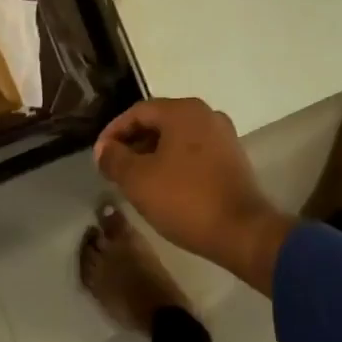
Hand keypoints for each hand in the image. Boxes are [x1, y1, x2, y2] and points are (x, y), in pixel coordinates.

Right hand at [94, 99, 293, 293]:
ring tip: (135, 180)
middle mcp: (206, 114)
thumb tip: (104, 149)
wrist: (242, 231)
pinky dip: (174, 163)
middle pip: (159, 121)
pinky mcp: (232, 157)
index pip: (138, 112)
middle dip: (133, 143)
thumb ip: (115, 159)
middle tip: (115, 169)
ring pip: (177, 137)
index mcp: (183, 110)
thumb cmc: (185, 199)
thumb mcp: (138, 180)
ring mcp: (223, 135)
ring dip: (153, 154)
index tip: (99, 156)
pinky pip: (194, 152)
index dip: (114, 132)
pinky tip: (164, 186)